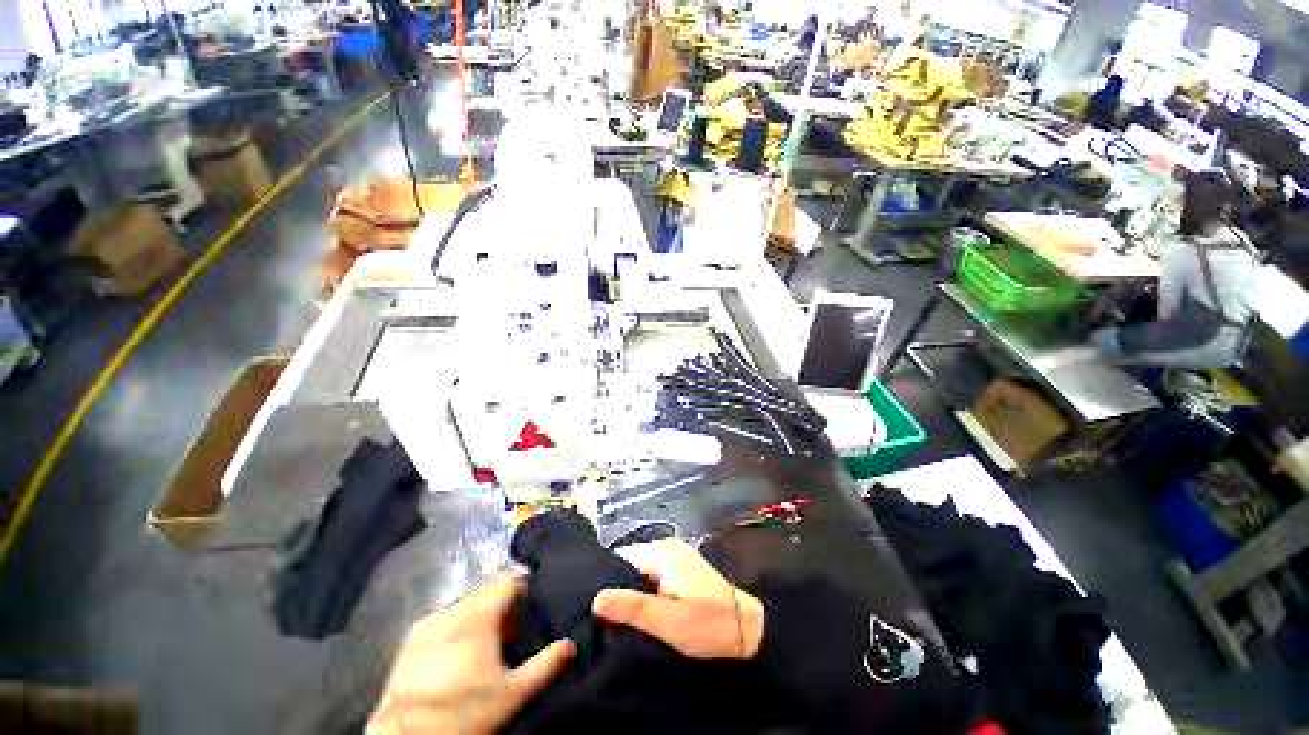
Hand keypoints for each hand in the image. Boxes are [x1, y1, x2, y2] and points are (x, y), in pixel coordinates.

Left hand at [368, 577, 574, 734]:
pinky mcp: (410, 642)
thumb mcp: (514, 693)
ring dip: (479, 614)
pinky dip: (455, 626)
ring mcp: (428, 624)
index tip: (530, 608)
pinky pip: (442, 620)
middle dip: (502, 603)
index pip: (508, 581)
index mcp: (480, 615)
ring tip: (485, 643)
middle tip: (512, 631)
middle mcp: (454, 610)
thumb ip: (546, 665)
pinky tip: (456, 653)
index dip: (522, 590)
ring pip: (463, 604)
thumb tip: (571, 645)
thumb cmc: (465, 711)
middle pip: (486, 591)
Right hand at [592, 537, 763, 659]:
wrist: (747, 629)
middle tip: (603, 619)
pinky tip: (640, 611)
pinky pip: (653, 574)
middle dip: (618, 587)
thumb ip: (632, 608)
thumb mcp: (668, 621)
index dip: (605, 580)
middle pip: (630, 563)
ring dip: (631, 590)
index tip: (591, 607)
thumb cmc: (707, 624)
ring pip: (641, 570)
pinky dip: (645, 590)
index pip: (621, 557)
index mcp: (662, 552)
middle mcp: (667, 546)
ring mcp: (676, 555)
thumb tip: (596, 598)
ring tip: (617, 618)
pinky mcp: (682, 568)